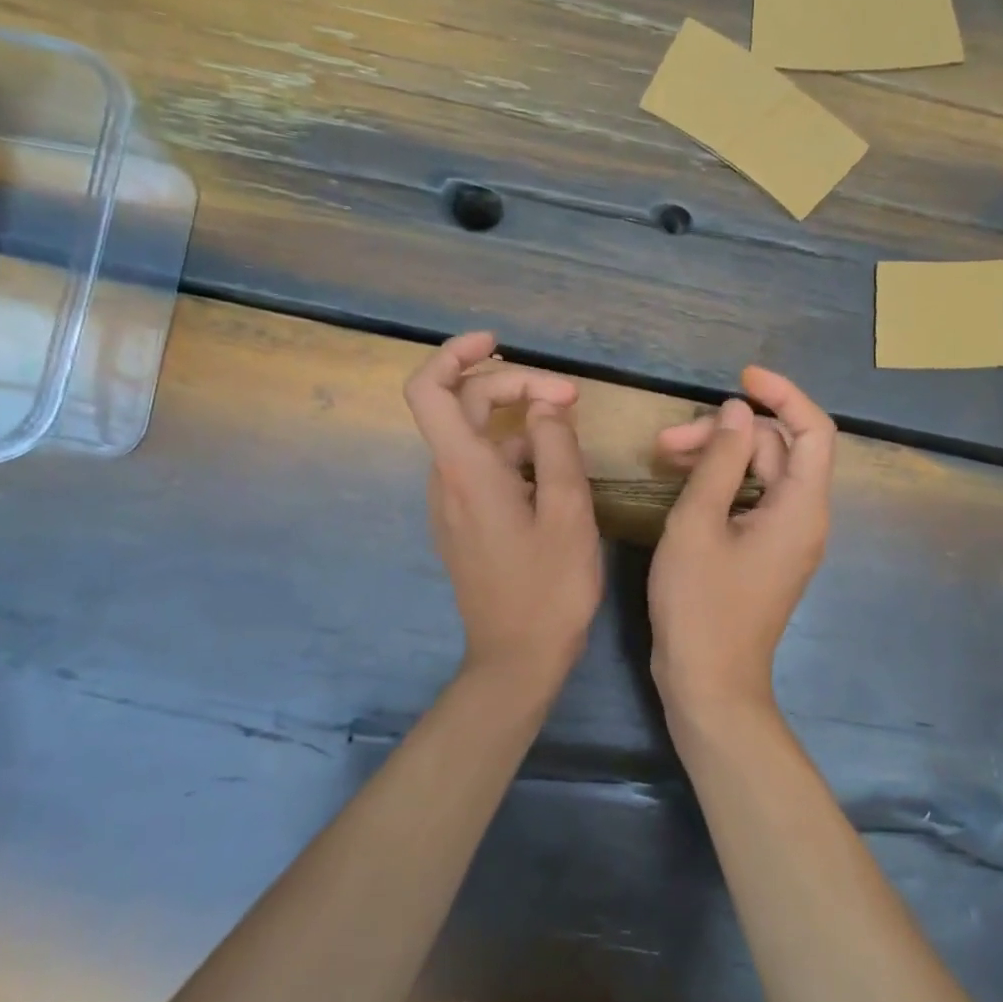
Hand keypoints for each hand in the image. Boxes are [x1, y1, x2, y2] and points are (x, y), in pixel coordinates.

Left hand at [404, 331, 603, 690]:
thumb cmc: (548, 588)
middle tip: (571, 398)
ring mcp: (452, 503)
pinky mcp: (464, 522)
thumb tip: (546, 406)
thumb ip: (556, 447)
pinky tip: (554, 468)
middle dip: (515, 387)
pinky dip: (515, 451)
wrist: (517, 658)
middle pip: (465, 406)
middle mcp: (447, 480)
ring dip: (518, 418)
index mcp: (466, 471)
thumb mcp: (568, 512)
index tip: (498, 343)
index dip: (455, 354)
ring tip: (570, 426)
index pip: (431, 390)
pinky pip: (483, 467)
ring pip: (477, 437)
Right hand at [649, 367, 835, 710]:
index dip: (784, 394)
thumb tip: (738, 412)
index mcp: (801, 507)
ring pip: (760, 474)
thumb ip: (721, 461)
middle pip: (776, 450)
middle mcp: (804, 517)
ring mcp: (786, 538)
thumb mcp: (699, 524)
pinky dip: (722, 485)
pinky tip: (683, 483)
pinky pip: (751, 501)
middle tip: (666, 441)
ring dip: (718, 458)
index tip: (741, 378)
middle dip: (725, 434)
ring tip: (663, 456)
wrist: (709, 684)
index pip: (813, 429)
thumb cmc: (700, 605)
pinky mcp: (765, 553)